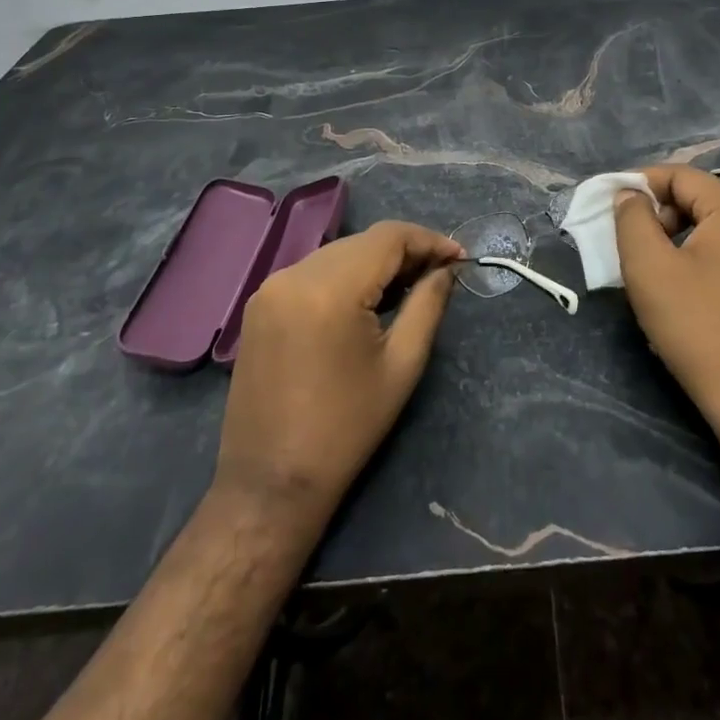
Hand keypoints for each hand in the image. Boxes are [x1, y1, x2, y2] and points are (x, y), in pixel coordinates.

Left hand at [214, 221, 462, 520]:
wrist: (270, 482)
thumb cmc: (347, 428)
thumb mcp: (402, 364)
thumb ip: (428, 304)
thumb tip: (446, 269)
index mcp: (330, 289)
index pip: (388, 237)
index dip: (428, 240)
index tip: (459, 258)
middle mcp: (294, 274)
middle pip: (362, 242)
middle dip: (404, 251)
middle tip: (439, 274)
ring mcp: (271, 287)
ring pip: (337, 253)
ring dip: (375, 262)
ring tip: (407, 287)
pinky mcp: (260, 304)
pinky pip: (313, 271)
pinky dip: (345, 275)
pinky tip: (365, 300)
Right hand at [614, 165, 719, 445]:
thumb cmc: (697, 326)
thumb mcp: (648, 267)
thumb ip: (632, 218)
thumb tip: (630, 195)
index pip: (681, 175)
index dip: (641, 185)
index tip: (614, 206)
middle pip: (701, 196)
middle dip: (662, 211)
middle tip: (636, 242)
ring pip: (718, 222)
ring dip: (682, 232)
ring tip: (658, 264)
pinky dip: (706, 250)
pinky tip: (689, 281)